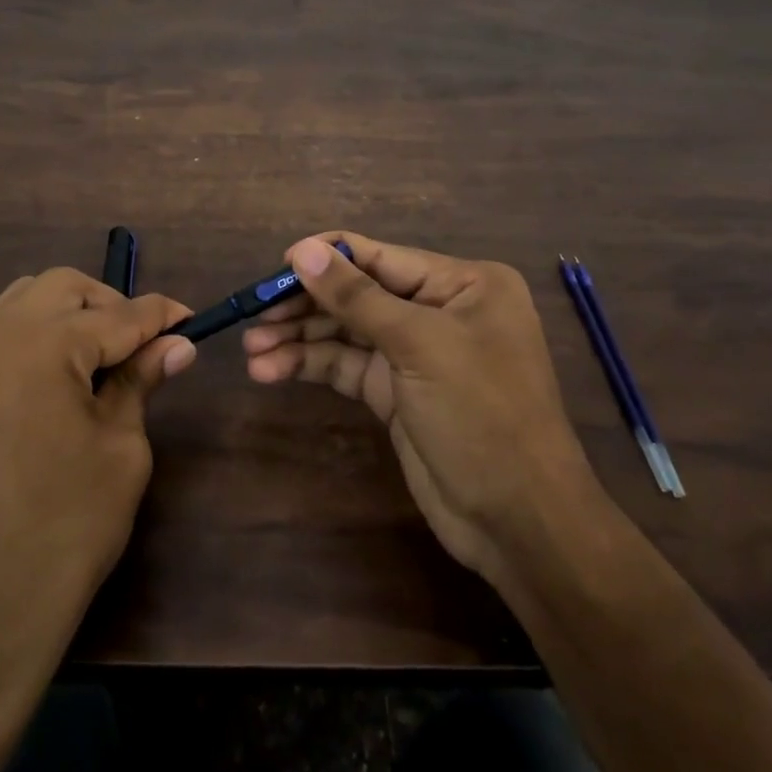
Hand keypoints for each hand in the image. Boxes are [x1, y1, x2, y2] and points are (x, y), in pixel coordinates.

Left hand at [0, 269, 193, 771]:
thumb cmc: (66, 528)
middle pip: (64, 288)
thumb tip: (177, 343)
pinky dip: (40, 332)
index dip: (160, 316)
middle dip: (111, 305)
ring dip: (72, 313)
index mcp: (38, 345)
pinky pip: (3, 329)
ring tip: (107, 357)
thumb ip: (140, 381)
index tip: (192, 320)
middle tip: (146, 344)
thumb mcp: (120, 447)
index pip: (117, 314)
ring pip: (27, 299)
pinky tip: (66, 372)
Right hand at [241, 233, 598, 591]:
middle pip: (359, 294)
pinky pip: (348, 366)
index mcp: (462, 284)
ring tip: (252, 350)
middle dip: (306, 306)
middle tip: (254, 317)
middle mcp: (440, 310)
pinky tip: (272, 370)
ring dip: (300, 339)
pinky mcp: (397, 392)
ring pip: (347, 332)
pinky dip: (312, 366)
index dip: (326, 259)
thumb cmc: (482, 414)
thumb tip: (302, 250)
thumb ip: (356, 297)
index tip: (274, 269)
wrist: (519, 521)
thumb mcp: (418, 346)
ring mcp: (417, 354)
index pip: (381, 257)